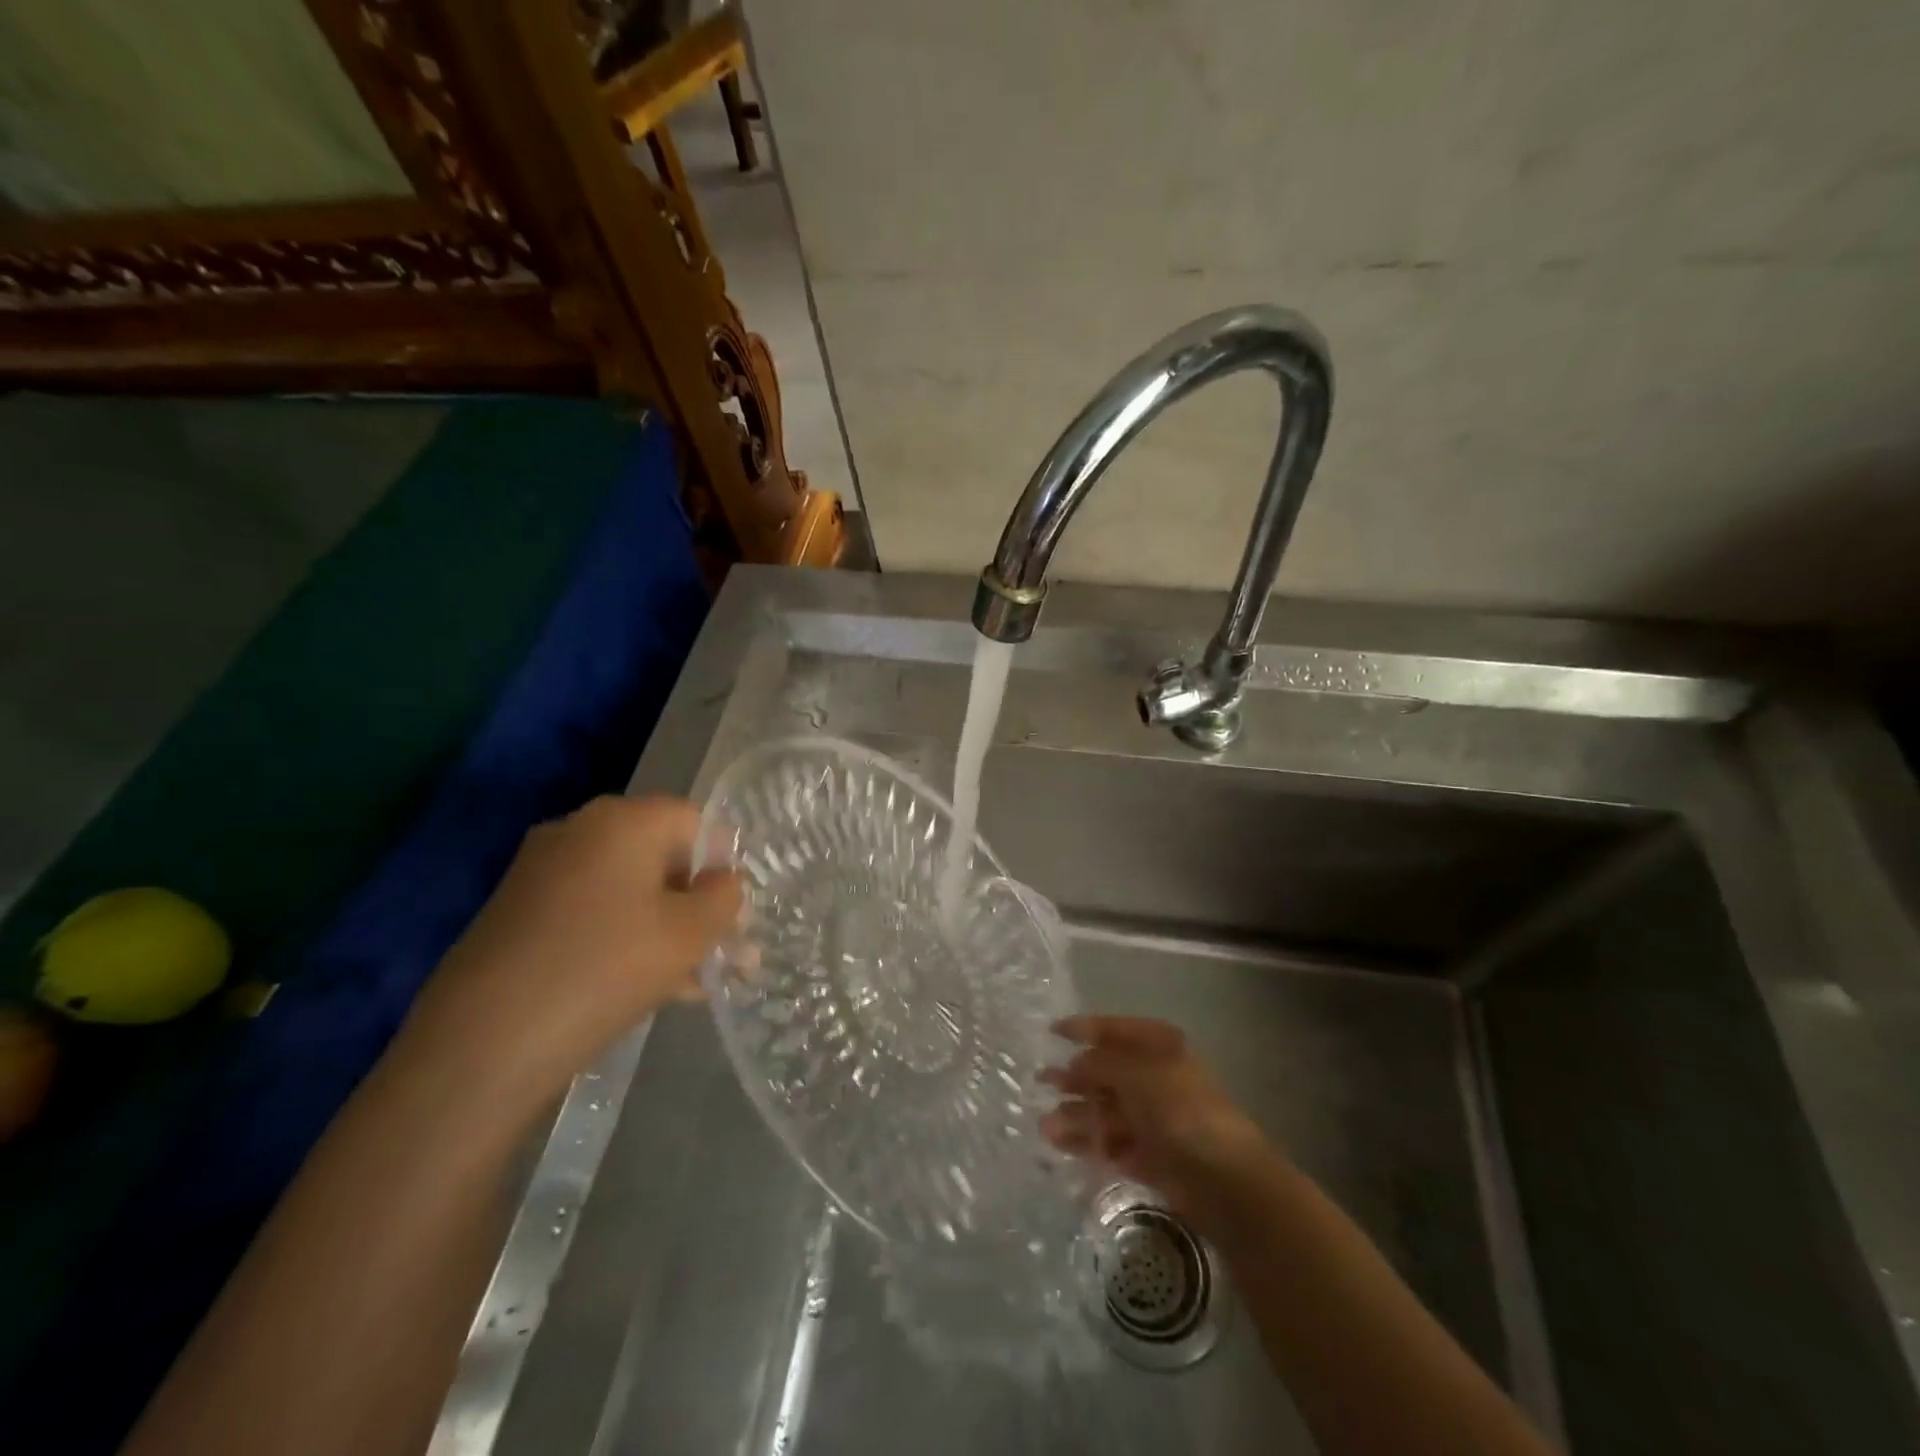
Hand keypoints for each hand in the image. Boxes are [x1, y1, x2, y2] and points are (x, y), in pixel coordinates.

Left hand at [398, 796, 738, 1112]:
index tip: (736, 915)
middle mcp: (578, 831)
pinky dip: (625, 939)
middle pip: (660, 857)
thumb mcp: (688, 934)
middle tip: (724, 951)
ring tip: (696, 981)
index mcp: (623, 820)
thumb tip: (723, 882)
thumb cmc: (604, 969)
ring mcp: (541, 872)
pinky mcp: (517, 914)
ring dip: (667, 928)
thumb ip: (723, 898)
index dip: (724, 865)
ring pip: (628, 892)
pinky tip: (651, 989)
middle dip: (698, 904)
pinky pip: (593, 914)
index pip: (695, 821)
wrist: (481, 1044)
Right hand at [1041, 1015, 1275, 1230]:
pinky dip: (1089, 1144)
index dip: (1083, 1028)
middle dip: (1075, 1078)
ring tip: (1045, 1126)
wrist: (1224, 1178)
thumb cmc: (1179, 1109)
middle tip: (1042, 1083)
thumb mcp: (1135, 1074)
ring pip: (1106, 1110)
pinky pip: (1112, 1144)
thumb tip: (1075, 1064)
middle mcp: (1155, 1077)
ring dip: (1076, 1115)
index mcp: (1158, 1046)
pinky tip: (1062, 1146)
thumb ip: (1100, 1064)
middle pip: (1107, 1072)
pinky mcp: (1151, 1156)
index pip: (1114, 1029)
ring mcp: (1154, 1118)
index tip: (1052, 1032)